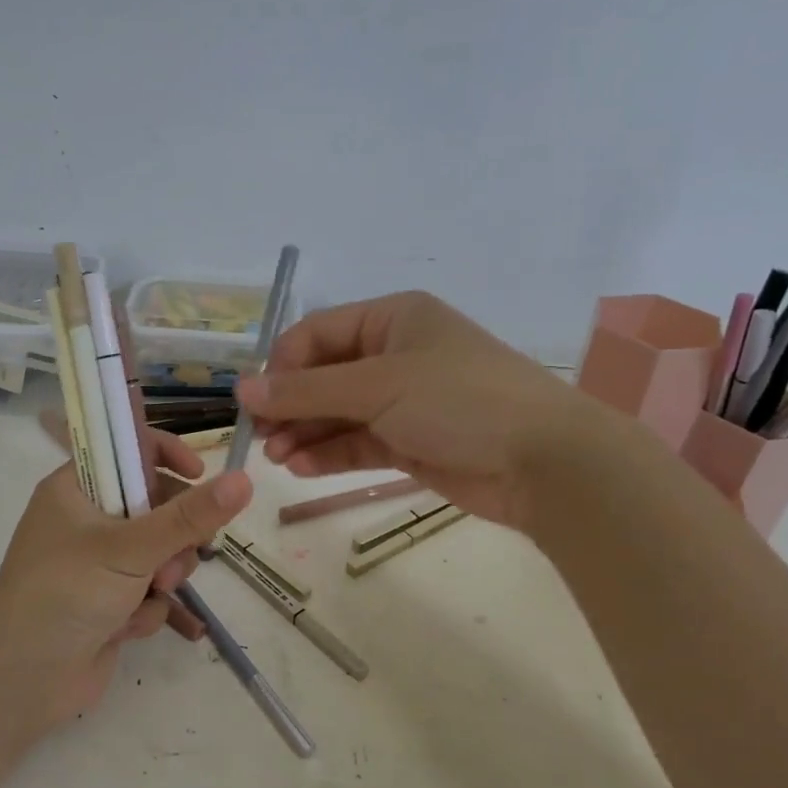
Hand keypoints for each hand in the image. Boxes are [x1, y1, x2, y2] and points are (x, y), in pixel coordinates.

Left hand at [0, 461, 252, 742]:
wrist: (22, 682)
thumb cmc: (66, 593)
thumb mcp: (131, 547)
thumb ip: (189, 516)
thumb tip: (244, 479)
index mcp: (76, 488)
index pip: (127, 450)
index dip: (165, 455)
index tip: (199, 473)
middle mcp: (86, 519)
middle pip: (153, 505)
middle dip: (173, 535)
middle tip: (177, 555)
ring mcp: (97, 563)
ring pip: (158, 552)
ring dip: (163, 574)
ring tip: (153, 593)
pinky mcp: (108, 602)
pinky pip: (148, 591)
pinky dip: (145, 609)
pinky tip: (127, 628)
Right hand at [235, 291, 611, 533]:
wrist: (545, 461)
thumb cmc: (459, 400)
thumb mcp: (378, 386)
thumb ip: (306, 390)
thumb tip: (242, 390)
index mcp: (392, 319)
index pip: (317, 333)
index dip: (282, 365)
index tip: (254, 401)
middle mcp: (395, 354)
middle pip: (324, 376)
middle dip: (291, 406)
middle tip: (260, 438)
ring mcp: (404, 401)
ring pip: (337, 413)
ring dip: (304, 433)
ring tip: (276, 458)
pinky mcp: (411, 442)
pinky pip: (357, 442)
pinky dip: (329, 454)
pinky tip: (300, 468)